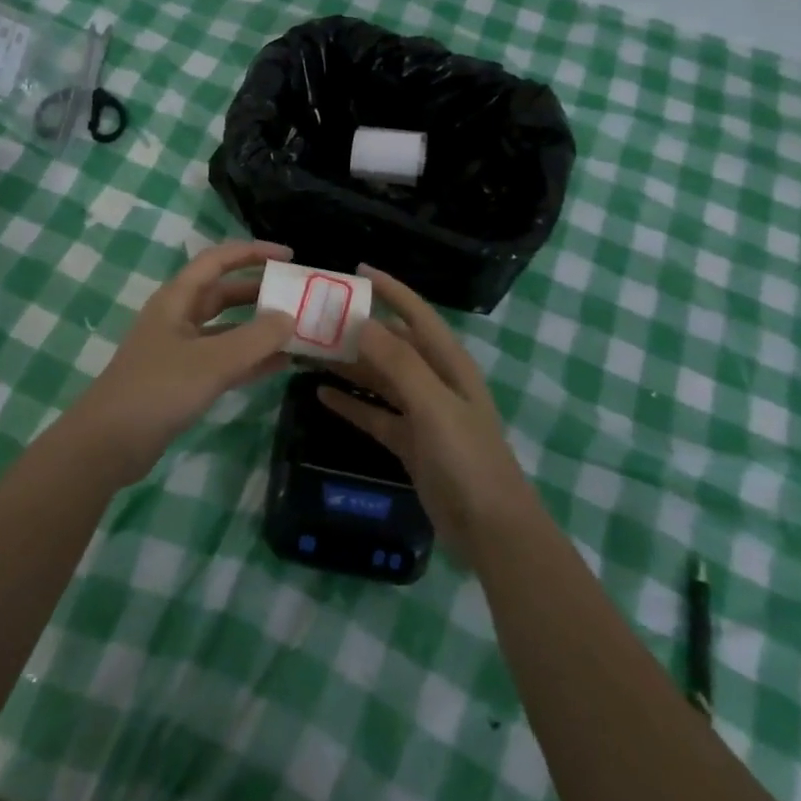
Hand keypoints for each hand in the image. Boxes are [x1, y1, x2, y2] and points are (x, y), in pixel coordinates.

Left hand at [70, 241, 296, 483]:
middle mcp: (178, 317)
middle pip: (223, 293)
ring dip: (258, 328)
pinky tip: (280, 364)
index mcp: (176, 299)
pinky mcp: (183, 380)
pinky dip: (250, 360)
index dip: (252, 252)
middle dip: (259, 291)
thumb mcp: (212, 361)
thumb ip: (255, 338)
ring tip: (297, 330)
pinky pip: (224, 360)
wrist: (108, 444)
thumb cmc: (158, 390)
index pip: (217, 260)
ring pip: (226, 329)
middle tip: (298, 296)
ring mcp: (180, 350)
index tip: (289, 257)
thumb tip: (289, 317)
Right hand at [319, 266, 532, 559]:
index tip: (356, 270)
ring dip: (349, 365)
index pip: (416, 314)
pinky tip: (322, 394)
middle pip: (392, 345)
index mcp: (448, 364)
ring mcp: (422, 413)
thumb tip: (361, 321)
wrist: (491, 530)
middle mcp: (435, 381)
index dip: (390, 290)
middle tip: (316, 318)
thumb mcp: (434, 405)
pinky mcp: (410, 443)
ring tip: (310, 352)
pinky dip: (351, 403)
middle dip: (359, 330)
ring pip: (380, 378)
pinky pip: (375, 414)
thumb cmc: (468, 459)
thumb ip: (399, 363)